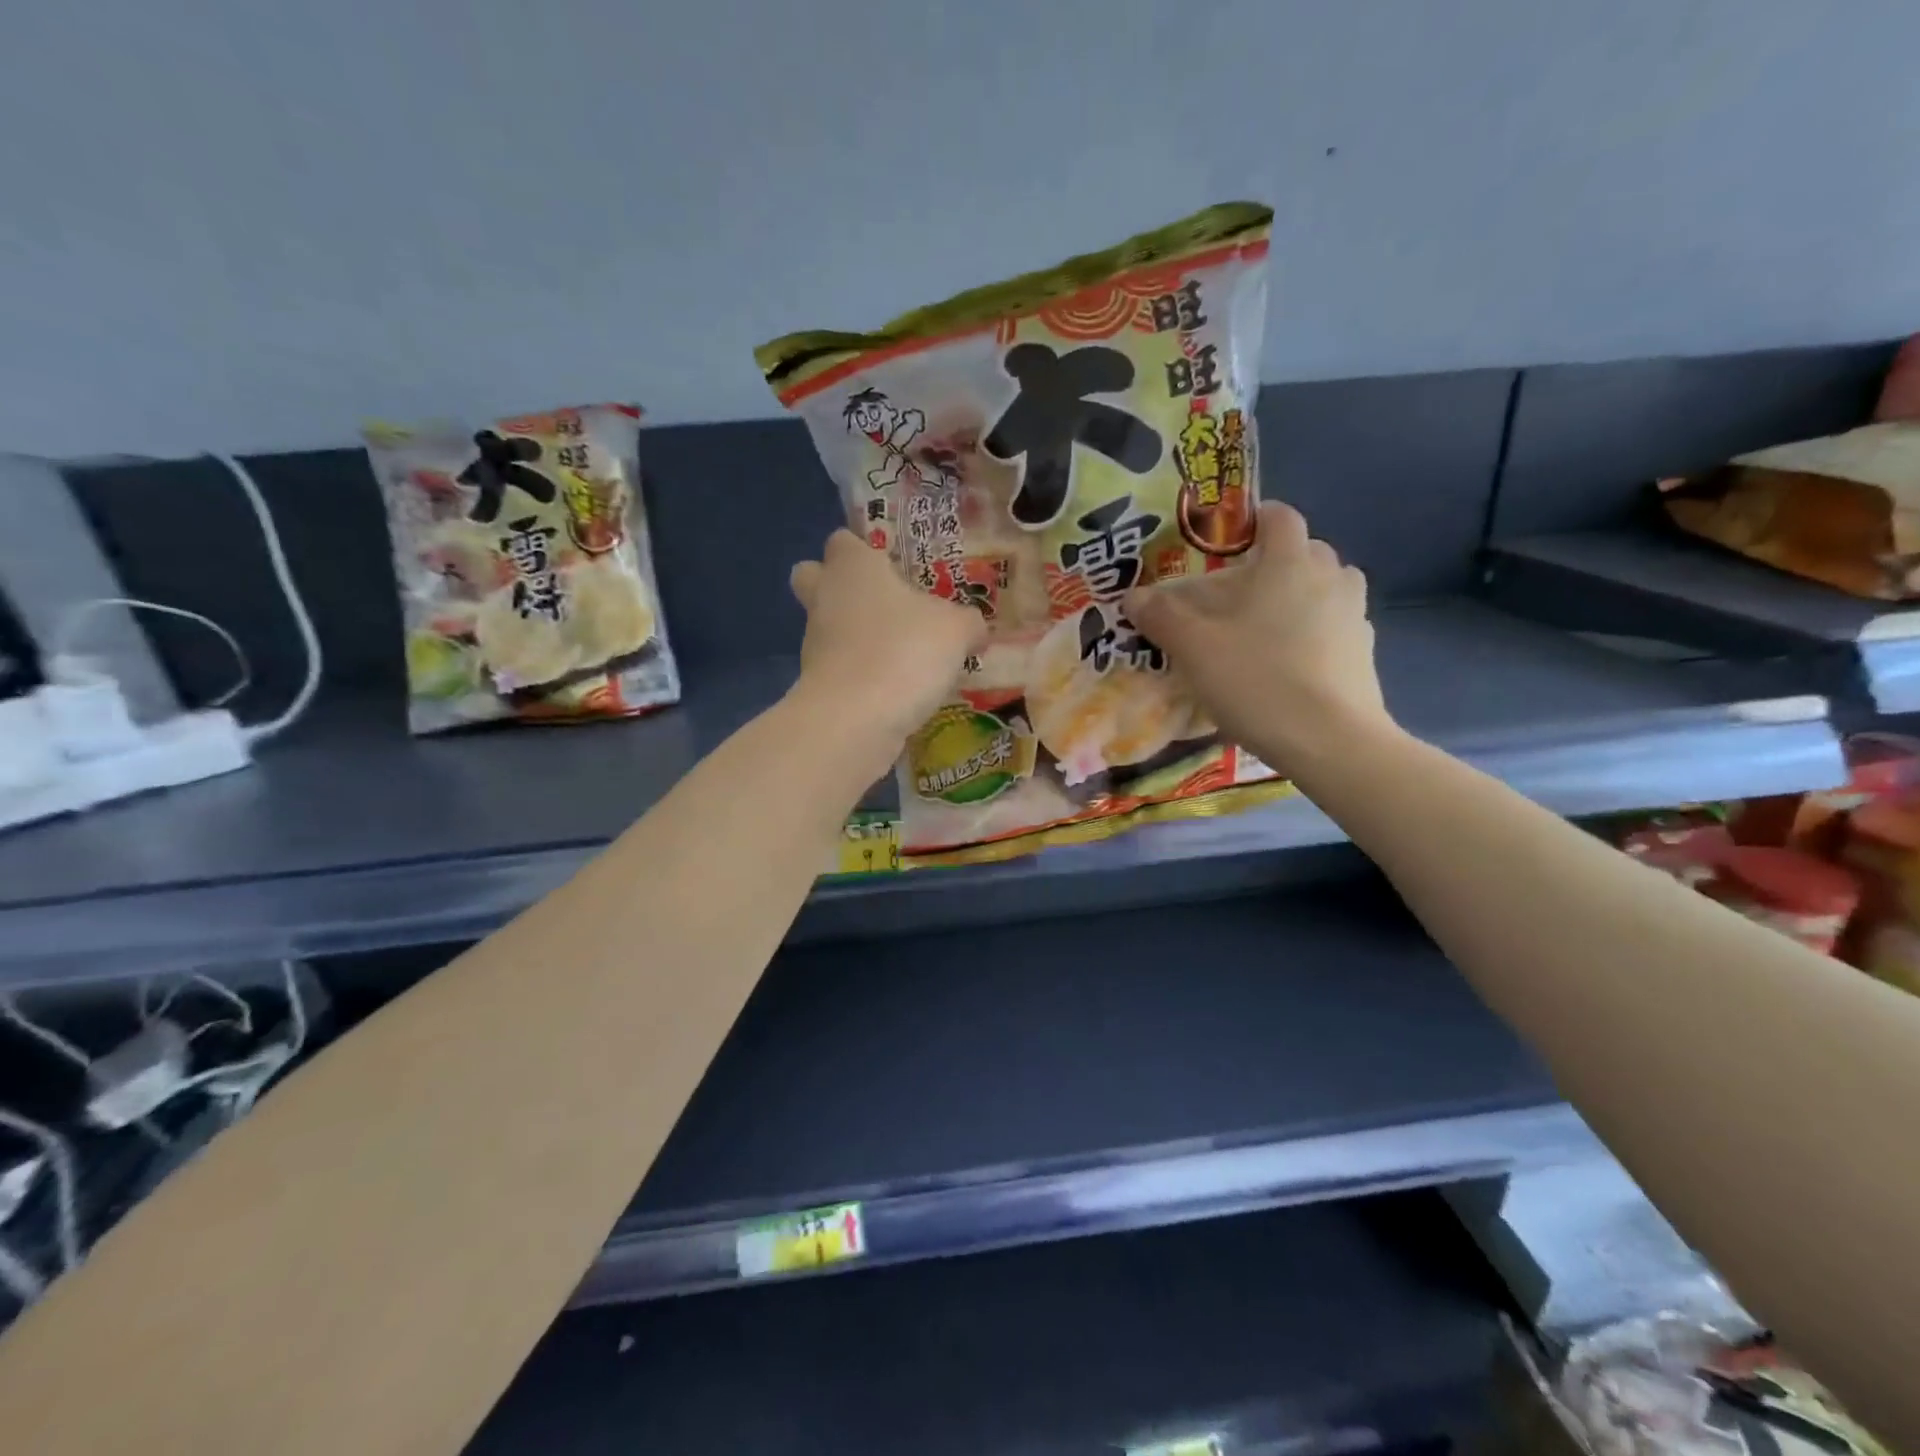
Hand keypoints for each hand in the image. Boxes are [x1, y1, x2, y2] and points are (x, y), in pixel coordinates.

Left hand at [789, 529, 987, 748]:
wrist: (855, 720)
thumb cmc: (903, 652)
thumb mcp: (956, 631)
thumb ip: (968, 622)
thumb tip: (975, 629)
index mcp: (853, 568)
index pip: (843, 541)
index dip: (863, 549)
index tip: (893, 566)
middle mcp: (825, 598)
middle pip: (814, 578)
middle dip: (840, 587)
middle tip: (884, 603)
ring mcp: (815, 644)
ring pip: (829, 627)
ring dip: (858, 637)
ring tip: (904, 655)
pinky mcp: (817, 685)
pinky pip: (840, 668)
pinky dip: (863, 675)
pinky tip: (897, 689)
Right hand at [1123, 501, 1393, 774]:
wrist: (1329, 740)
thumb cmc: (1257, 680)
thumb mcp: (1194, 649)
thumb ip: (1162, 616)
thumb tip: (1134, 596)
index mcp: (1289, 563)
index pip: (1279, 517)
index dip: (1254, 519)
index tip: (1229, 539)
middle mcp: (1330, 577)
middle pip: (1305, 551)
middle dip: (1274, 562)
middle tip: (1240, 591)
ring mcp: (1354, 614)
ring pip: (1326, 587)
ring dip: (1301, 595)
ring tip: (1268, 625)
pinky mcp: (1365, 652)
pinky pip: (1337, 625)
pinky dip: (1317, 631)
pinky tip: (1293, 662)